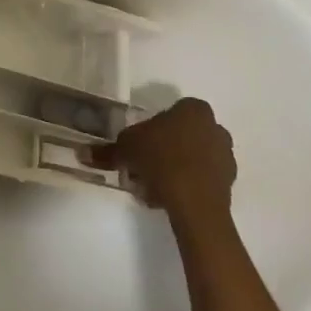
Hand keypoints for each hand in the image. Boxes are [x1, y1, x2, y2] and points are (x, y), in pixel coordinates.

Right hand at [87, 97, 235, 222]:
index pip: (170, 113)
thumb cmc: (161, 159)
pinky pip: (202, 179)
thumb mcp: (126, 149)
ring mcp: (225, 156)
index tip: (139, 147)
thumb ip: (107, 150)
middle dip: (163, 151)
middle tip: (143, 168)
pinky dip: (186, 186)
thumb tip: (81, 152)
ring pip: (193, 158)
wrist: (194, 202)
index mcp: (194, 109)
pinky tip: (168, 199)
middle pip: (182, 136)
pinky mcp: (229, 183)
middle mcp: (215, 127)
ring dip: (174, 169)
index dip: (152, 129)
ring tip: (153, 189)